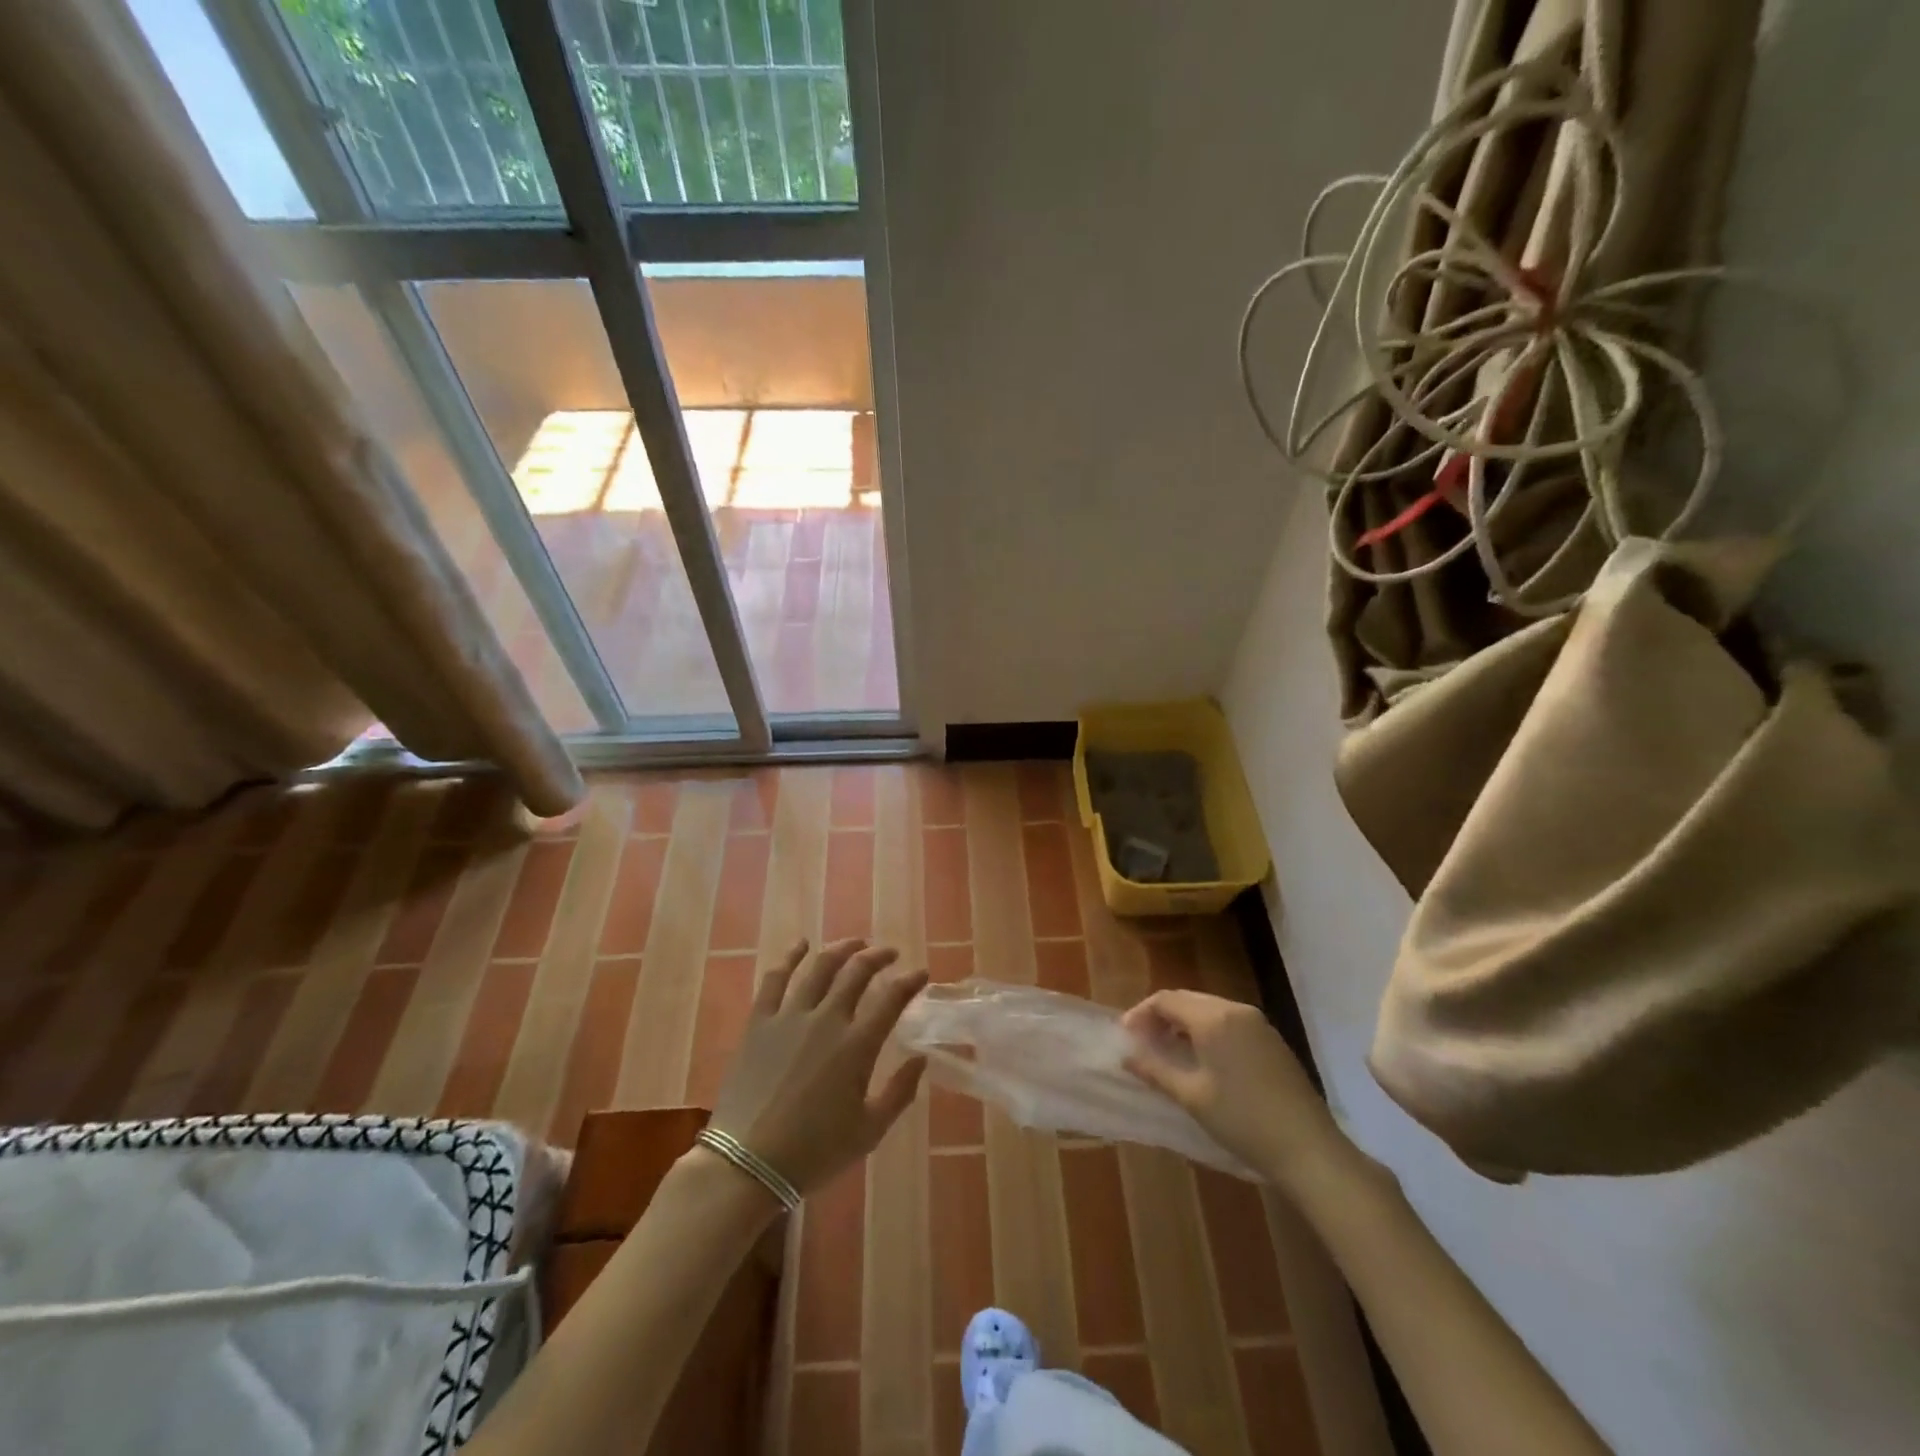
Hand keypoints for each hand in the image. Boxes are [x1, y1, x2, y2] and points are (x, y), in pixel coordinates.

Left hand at [709, 938, 928, 1195]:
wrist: (748, 1164)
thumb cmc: (814, 1152)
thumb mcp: (870, 1131)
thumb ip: (900, 1092)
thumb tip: (921, 1058)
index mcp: (857, 1045)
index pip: (892, 998)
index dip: (910, 981)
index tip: (921, 973)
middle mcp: (826, 1019)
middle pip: (857, 972)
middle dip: (878, 956)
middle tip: (890, 954)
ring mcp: (790, 1016)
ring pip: (820, 967)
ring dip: (842, 949)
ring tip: (855, 943)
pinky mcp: (760, 1022)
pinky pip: (775, 978)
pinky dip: (790, 957)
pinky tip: (800, 945)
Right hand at [1123, 990, 1347, 1187]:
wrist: (1309, 1149)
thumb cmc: (1242, 1120)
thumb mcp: (1191, 1096)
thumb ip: (1155, 1069)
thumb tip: (1126, 1054)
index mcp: (1213, 1018)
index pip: (1166, 1000)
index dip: (1141, 1014)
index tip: (1126, 1036)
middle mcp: (1235, 1010)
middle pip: (1187, 1000)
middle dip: (1161, 1016)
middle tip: (1143, 1042)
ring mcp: (1258, 1023)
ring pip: (1209, 1009)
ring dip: (1184, 1023)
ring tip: (1168, 1050)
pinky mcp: (1271, 1039)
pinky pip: (1229, 1021)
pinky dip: (1207, 1030)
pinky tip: (1202, 1058)